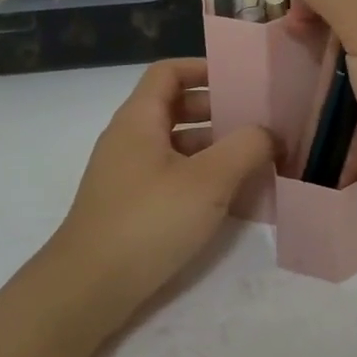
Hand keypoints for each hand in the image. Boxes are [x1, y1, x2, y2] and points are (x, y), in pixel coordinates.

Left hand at [40, 59, 273, 336]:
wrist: (88, 288)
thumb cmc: (148, 221)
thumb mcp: (208, 181)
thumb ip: (246, 148)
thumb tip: (268, 133)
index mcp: (139, 119)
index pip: (168, 72)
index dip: (203, 68)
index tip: (241, 80)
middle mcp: (129, 139)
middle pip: (175, 107)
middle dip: (217, 111)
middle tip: (258, 123)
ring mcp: (126, 174)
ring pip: (175, 145)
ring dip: (213, 148)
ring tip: (255, 161)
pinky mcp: (129, 206)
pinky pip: (170, 176)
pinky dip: (200, 177)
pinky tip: (230, 199)